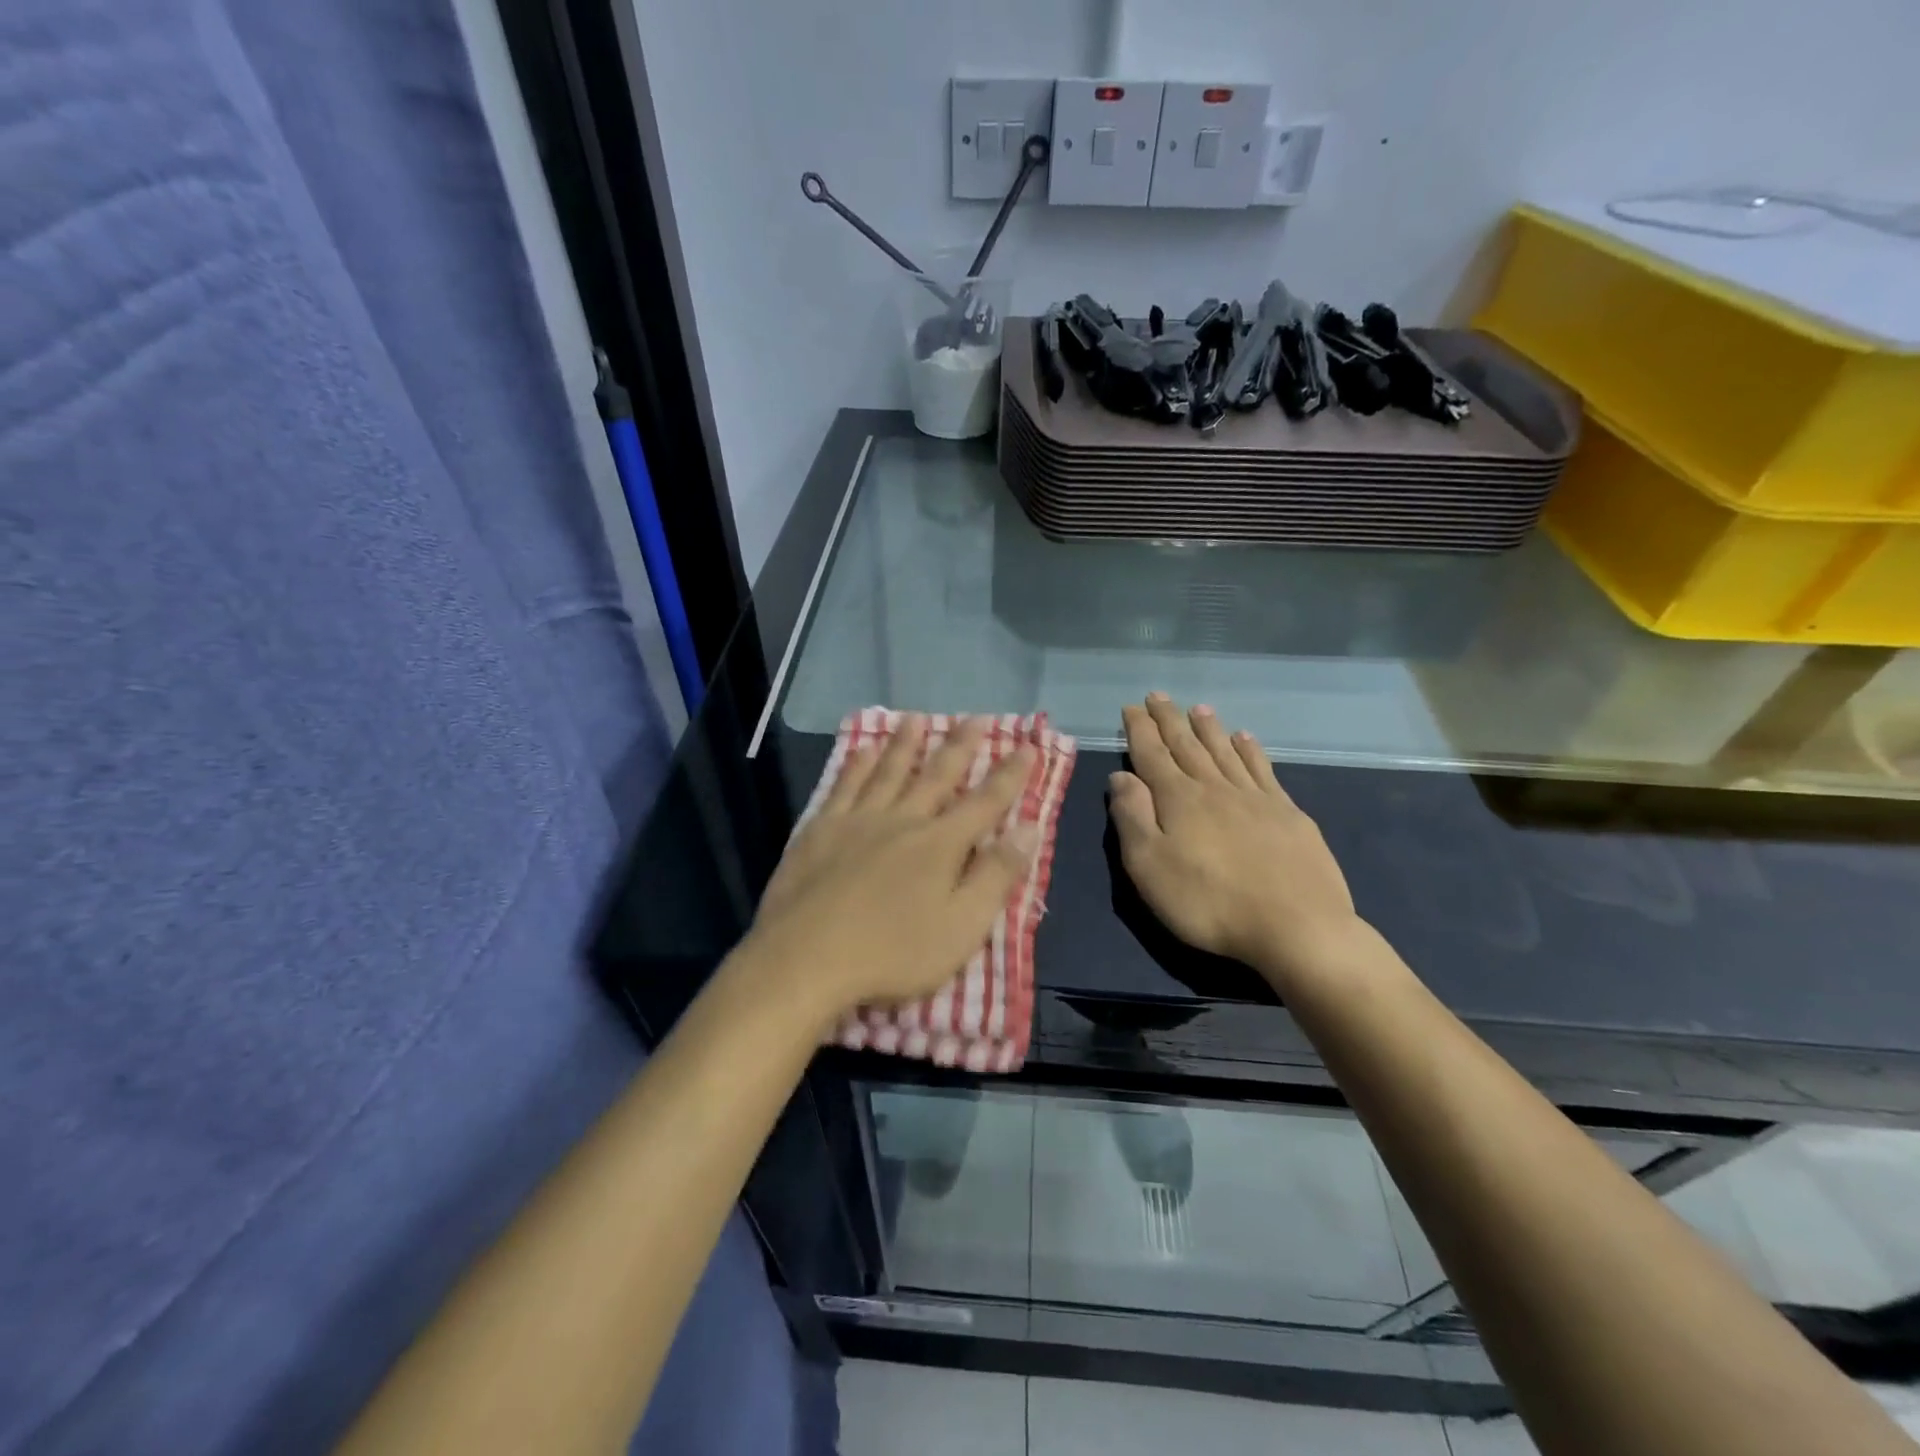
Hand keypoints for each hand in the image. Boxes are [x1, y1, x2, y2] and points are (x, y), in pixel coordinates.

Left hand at [743, 716, 1037, 1020]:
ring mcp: (857, 821)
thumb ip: (996, 875)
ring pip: (887, 771)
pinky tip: (861, 751)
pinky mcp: (819, 831)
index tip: (1027, 746)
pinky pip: (843, 786)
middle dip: (959, 746)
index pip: (985, 802)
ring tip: (916, 718)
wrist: (805, 959)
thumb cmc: (893, 954)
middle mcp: (902, 820)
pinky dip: (856, 766)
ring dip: (905, 744)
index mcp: (940, 845)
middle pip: (936, 775)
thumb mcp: (961, 926)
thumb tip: (1028, 828)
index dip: (1009, 775)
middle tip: (975, 717)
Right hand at [1109, 694, 1362, 981]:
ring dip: (1209, 728)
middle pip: (1187, 745)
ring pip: (1225, 751)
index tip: (1131, 707)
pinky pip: (1262, 769)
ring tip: (1199, 708)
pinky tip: (1246, 739)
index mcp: (1178, 799)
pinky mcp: (1287, 813)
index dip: (1139, 730)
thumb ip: (1132, 817)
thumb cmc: (1209, 902)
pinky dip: (1250, 750)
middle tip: (1158, 696)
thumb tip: (1121, 777)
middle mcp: (1214, 788)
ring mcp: (1255, 798)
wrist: (1296, 926)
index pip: (1152, 754)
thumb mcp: (1150, 867)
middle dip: (1170, 720)